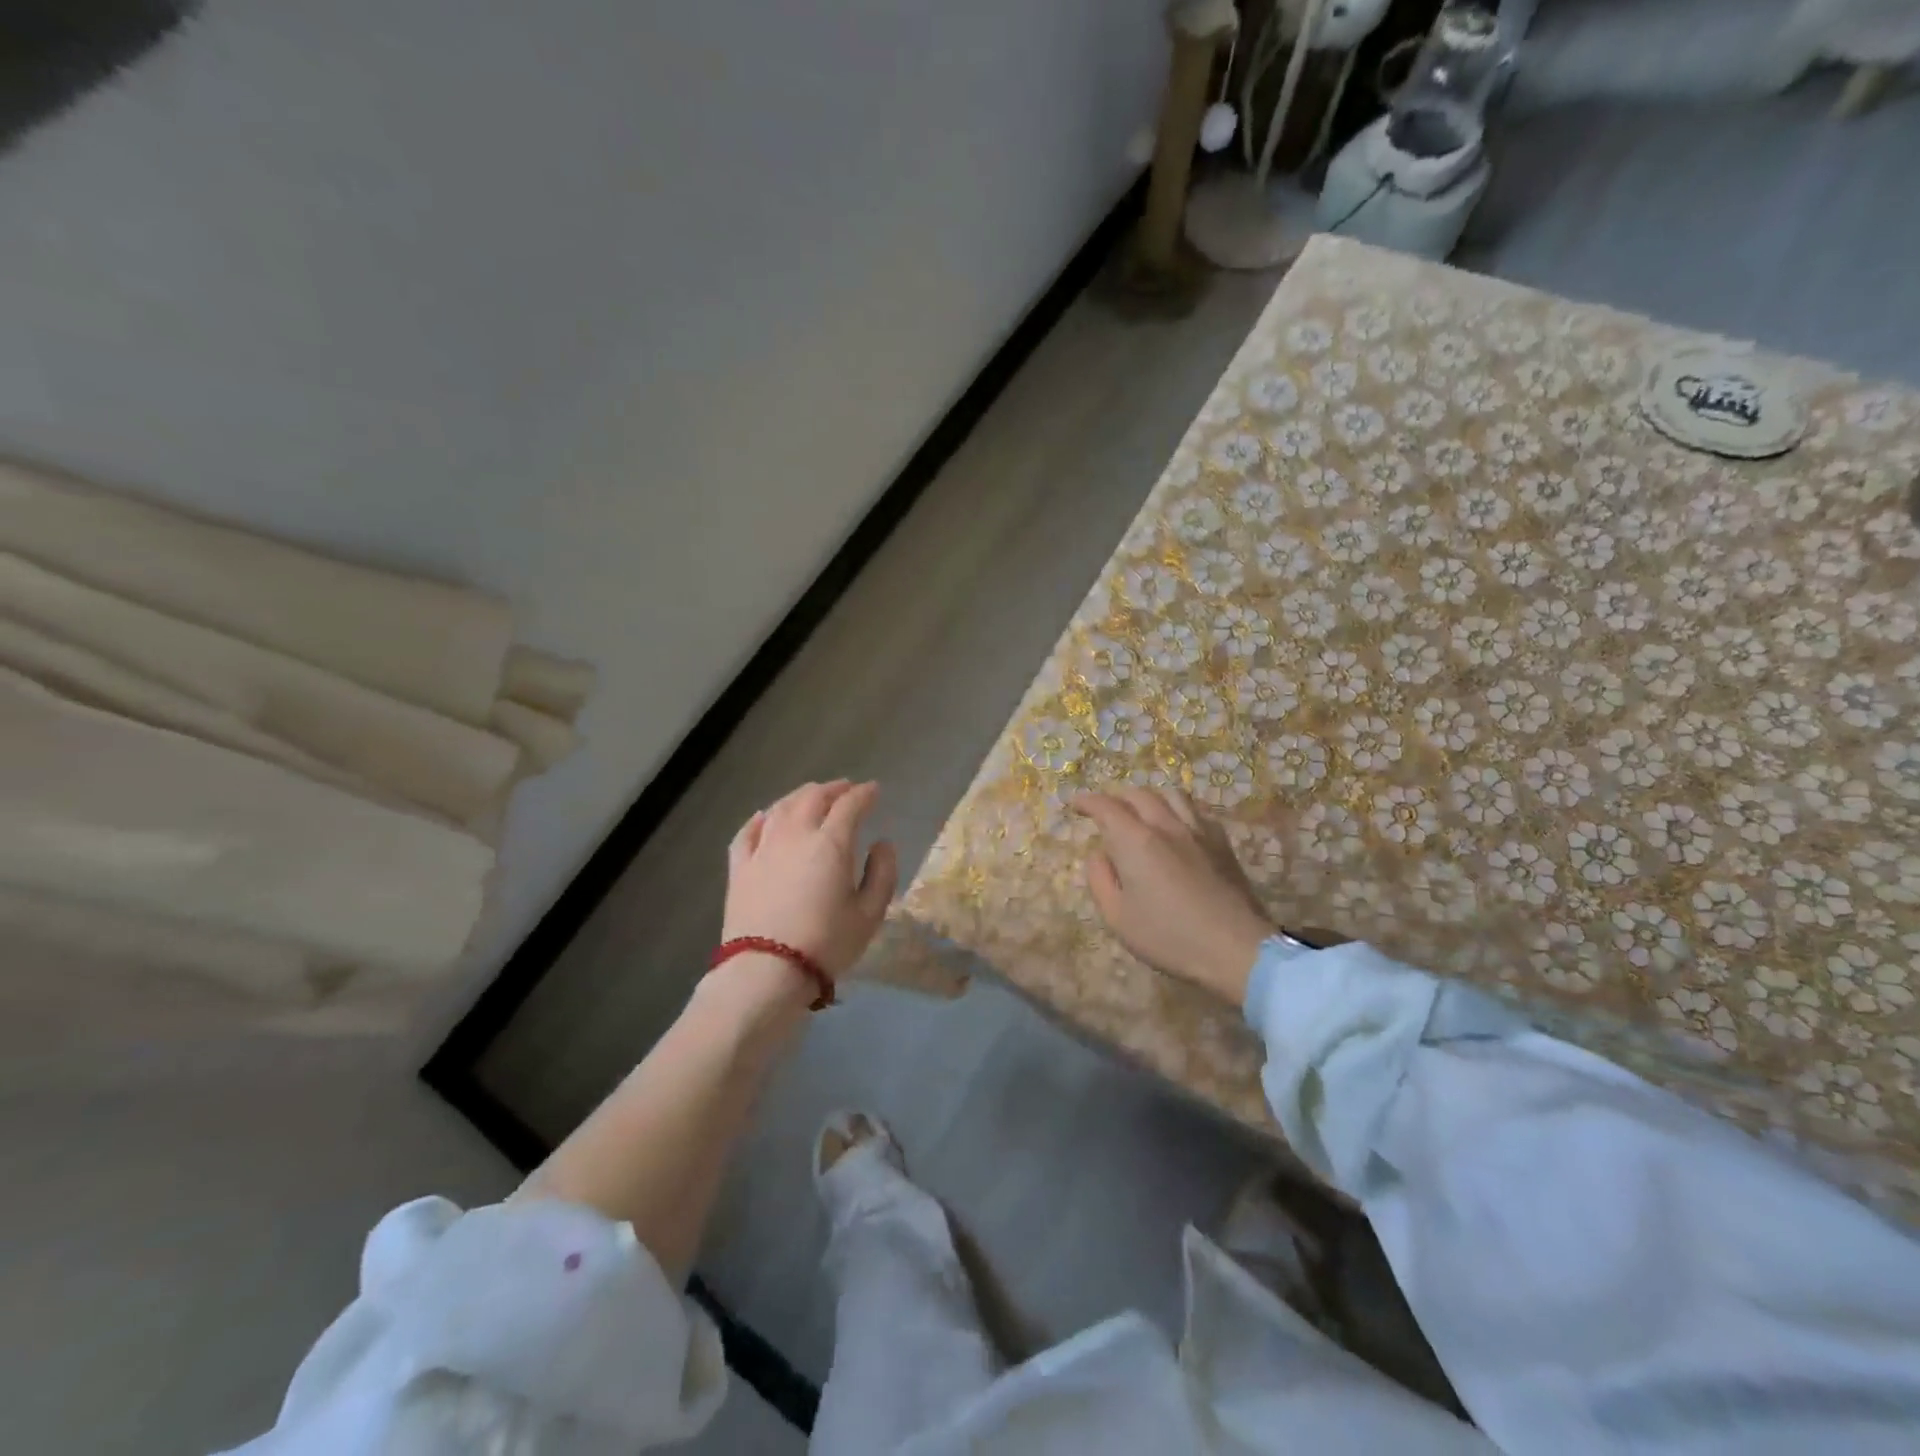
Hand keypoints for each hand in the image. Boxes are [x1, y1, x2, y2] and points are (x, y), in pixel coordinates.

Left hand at [723, 781, 897, 980]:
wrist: (767, 971)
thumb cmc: (827, 943)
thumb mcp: (870, 914)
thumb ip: (882, 873)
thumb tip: (882, 844)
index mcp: (831, 843)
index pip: (850, 805)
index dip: (864, 794)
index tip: (874, 791)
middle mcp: (795, 835)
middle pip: (813, 797)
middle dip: (833, 788)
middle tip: (846, 789)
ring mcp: (763, 848)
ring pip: (781, 808)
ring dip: (800, 796)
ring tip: (812, 797)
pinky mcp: (740, 867)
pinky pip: (747, 831)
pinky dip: (760, 818)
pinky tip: (764, 816)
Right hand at [1071, 788, 1273, 1004]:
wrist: (1236, 948)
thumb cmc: (1170, 937)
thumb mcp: (1118, 917)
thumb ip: (1100, 880)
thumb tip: (1098, 854)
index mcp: (1136, 841)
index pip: (1105, 807)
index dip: (1087, 801)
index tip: (1074, 805)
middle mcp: (1166, 826)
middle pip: (1138, 794)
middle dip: (1116, 798)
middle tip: (1105, 813)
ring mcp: (1198, 831)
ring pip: (1170, 795)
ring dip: (1149, 798)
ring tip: (1141, 812)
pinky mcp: (1221, 842)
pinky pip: (1196, 810)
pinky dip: (1178, 808)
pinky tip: (1177, 824)